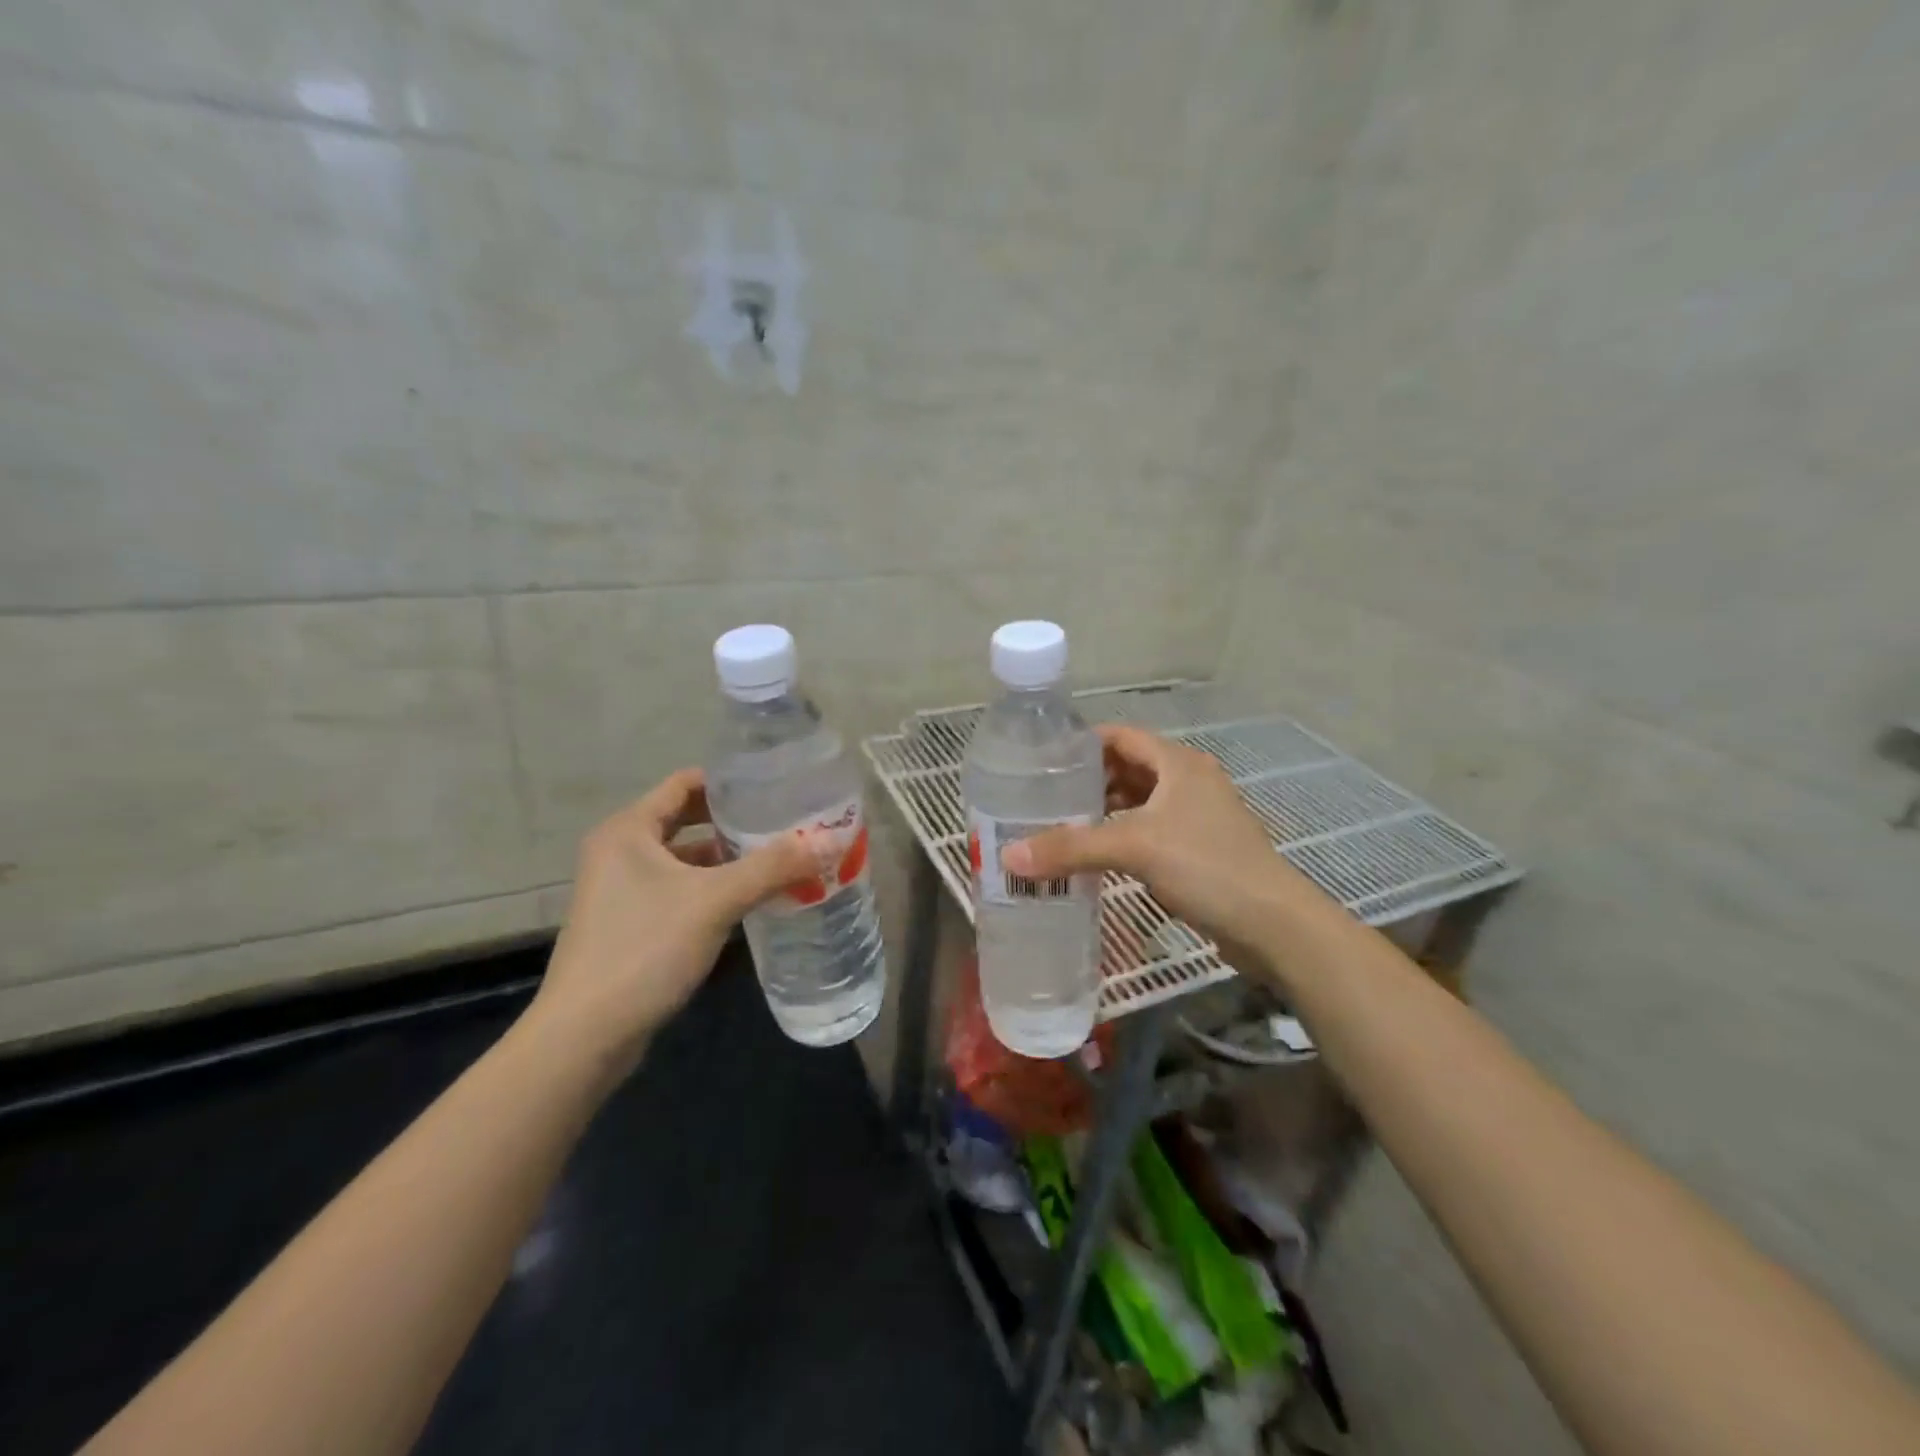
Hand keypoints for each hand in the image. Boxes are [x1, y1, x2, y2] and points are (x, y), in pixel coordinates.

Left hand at [528, 769, 816, 1064]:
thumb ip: (773, 867)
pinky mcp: (630, 924)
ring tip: (779, 859)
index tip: (775, 786)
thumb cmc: (645, 949)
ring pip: (686, 858)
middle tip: (785, 823)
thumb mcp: (715, 901)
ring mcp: (622, 890)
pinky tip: (751, 900)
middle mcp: (620, 851)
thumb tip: (830, 839)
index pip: (685, 783)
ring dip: (728, 858)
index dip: (730, 781)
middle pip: (687, 819)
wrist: (585, 1035)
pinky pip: (681, 890)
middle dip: (735, 822)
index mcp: (629, 830)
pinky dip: (714, 888)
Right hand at [1002, 725, 1332, 951]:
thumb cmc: (1206, 866)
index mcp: (1178, 763)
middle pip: (1129, 768)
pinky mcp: (1198, 849)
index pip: (1121, 736)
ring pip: (1139, 801)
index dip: (1083, 743)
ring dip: (1104, 809)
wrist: (1273, 924)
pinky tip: (1096, 854)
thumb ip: (1072, 848)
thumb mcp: (1135, 848)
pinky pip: (1150, 830)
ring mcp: (1196, 816)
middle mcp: (1188, 781)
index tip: (1043, 759)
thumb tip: (1009, 856)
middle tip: (1043, 795)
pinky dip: (1122, 835)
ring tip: (1061, 823)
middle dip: (1088, 779)